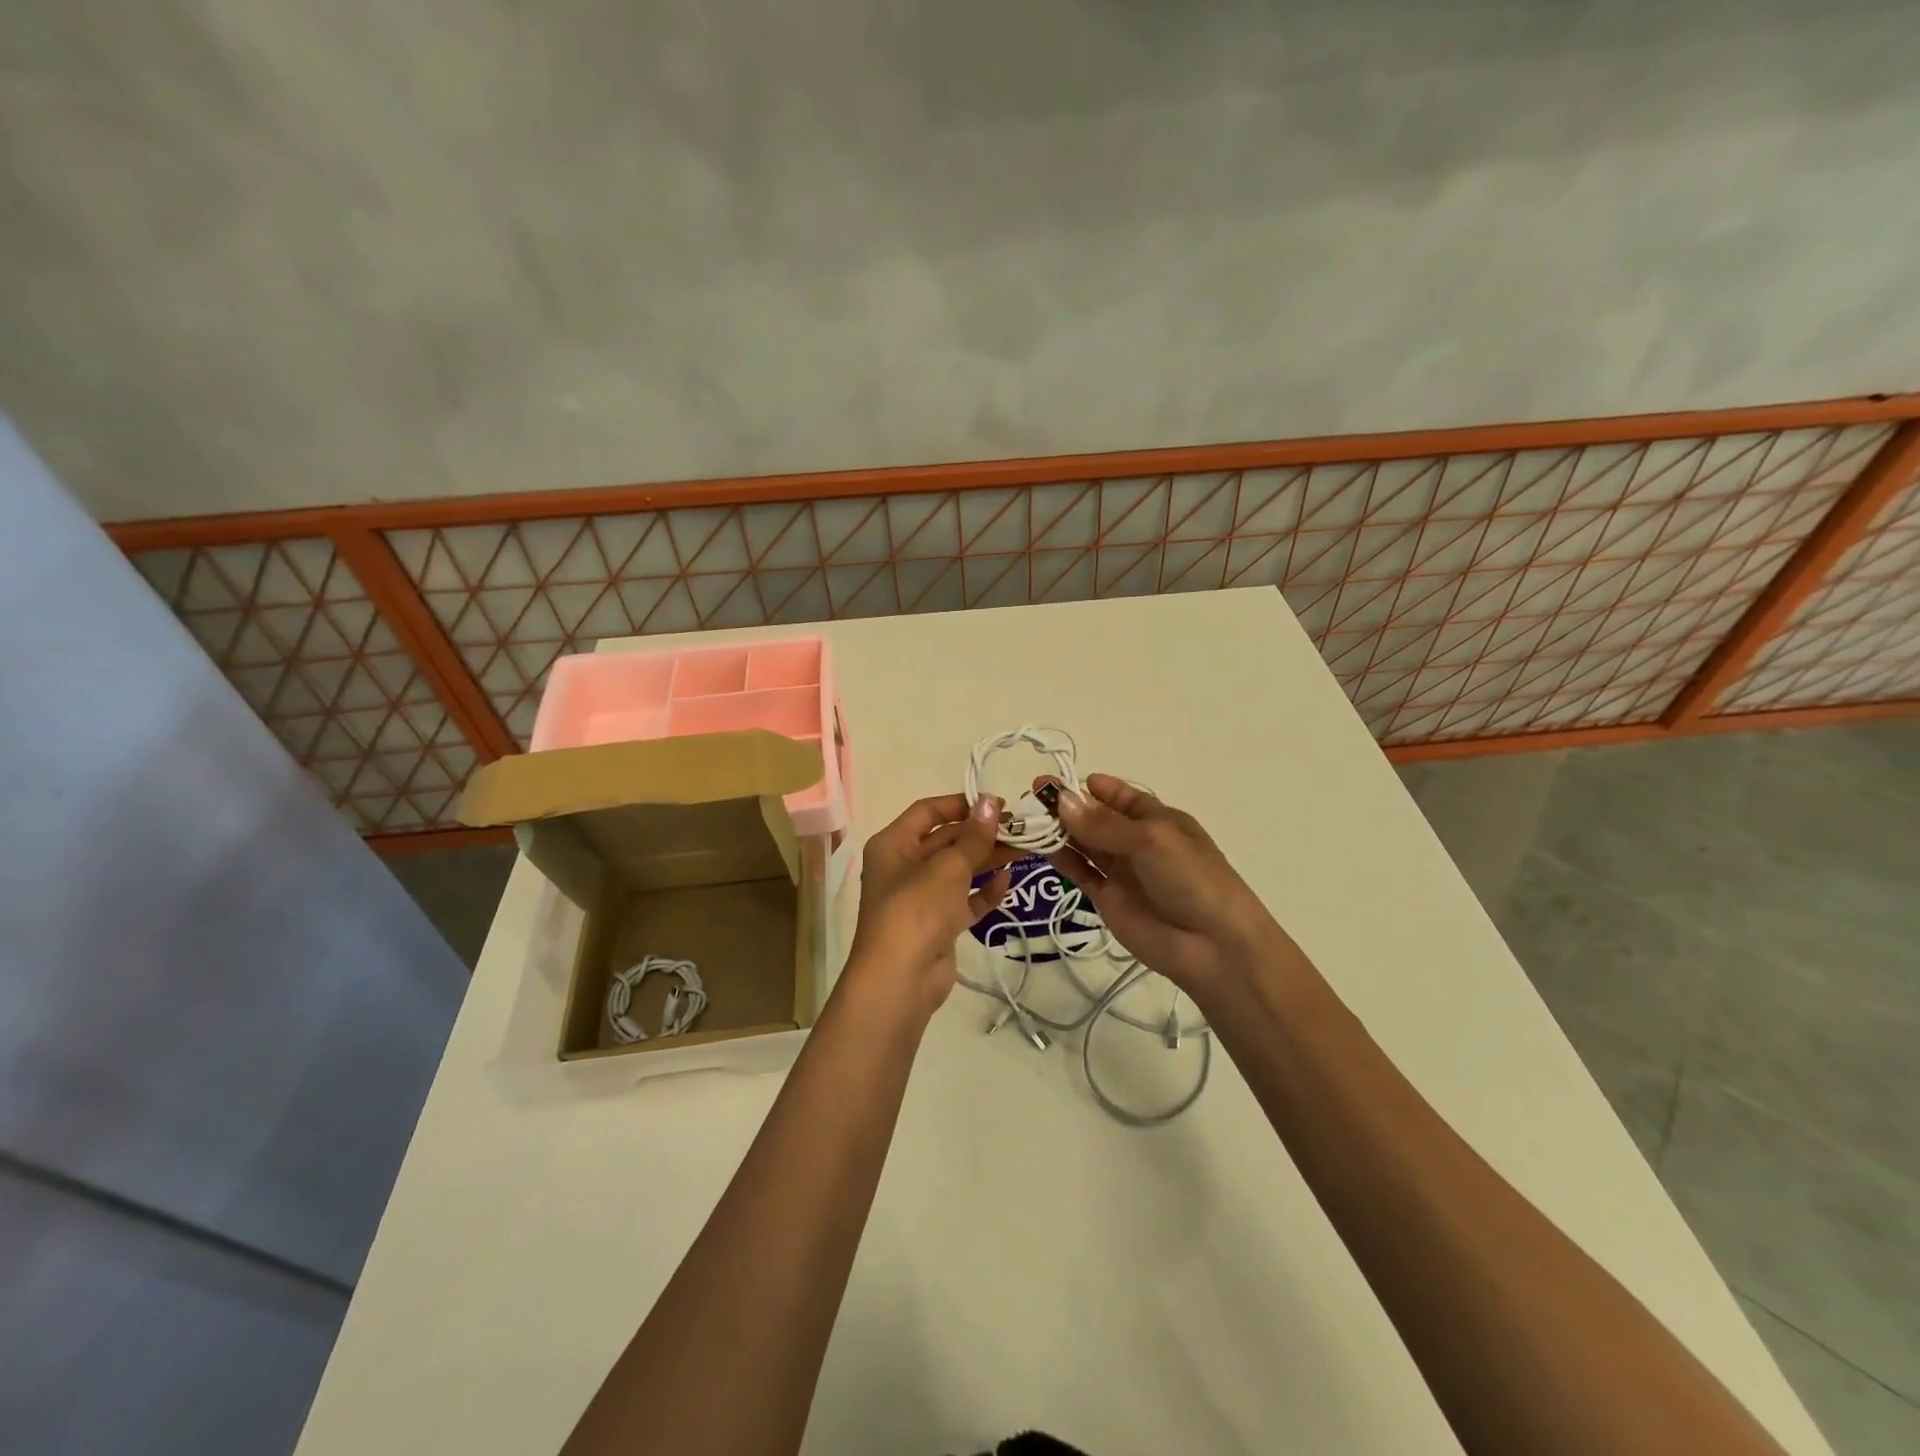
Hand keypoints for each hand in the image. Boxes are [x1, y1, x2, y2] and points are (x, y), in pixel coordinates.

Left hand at [845, 794, 1015, 1016]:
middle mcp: (903, 867)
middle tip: (1021, 828)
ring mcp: (920, 898)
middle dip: (982, 834)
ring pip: (958, 871)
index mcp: (893, 844)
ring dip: (988, 860)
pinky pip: (963, 901)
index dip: (961, 804)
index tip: (997, 804)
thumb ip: (974, 836)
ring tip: (1026, 849)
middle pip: (946, 840)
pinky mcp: (937, 926)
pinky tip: (1008, 882)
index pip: (927, 811)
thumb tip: (991, 802)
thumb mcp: (948, 867)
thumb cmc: (917, 909)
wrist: (900, 979)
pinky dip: (983, 892)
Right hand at [1043, 774, 1286, 992]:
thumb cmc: (1192, 878)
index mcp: (1159, 820)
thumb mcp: (1152, 840)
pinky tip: (1040, 847)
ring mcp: (1122, 871)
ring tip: (1028, 819)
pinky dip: (1062, 860)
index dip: (1092, 788)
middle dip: (1068, 806)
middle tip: (1034, 795)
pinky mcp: (1107, 899)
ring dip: (1060, 830)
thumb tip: (1062, 800)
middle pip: (1097, 818)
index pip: (1121, 797)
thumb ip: (1103, 824)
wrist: (1213, 946)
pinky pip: (1081, 873)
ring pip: (1084, 844)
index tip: (1059, 781)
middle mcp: (1137, 842)